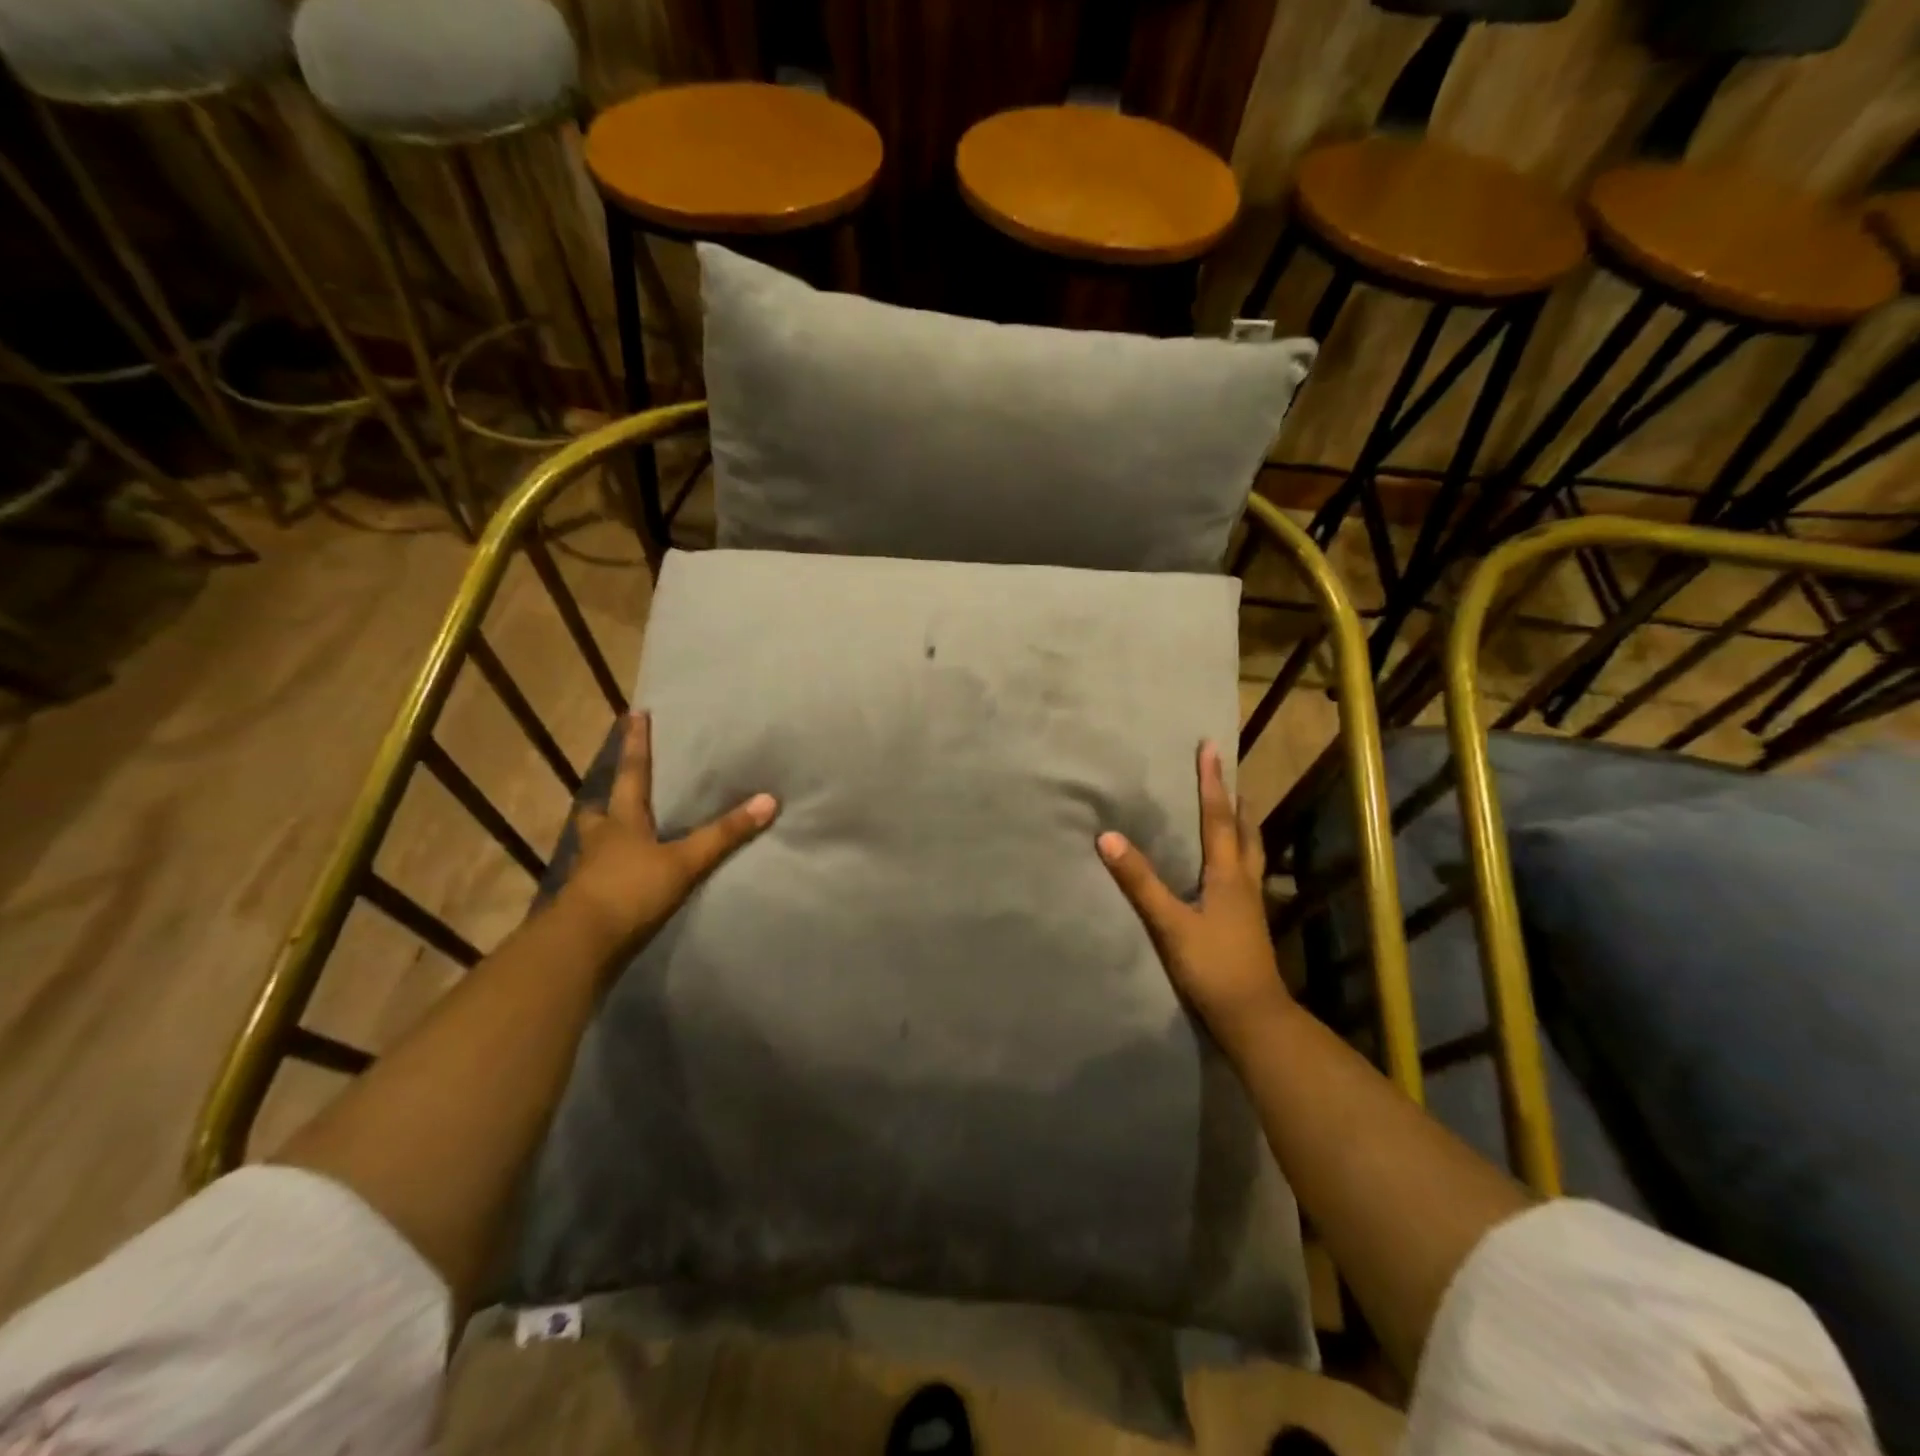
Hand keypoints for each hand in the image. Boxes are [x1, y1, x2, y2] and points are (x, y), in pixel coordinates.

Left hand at [560, 712, 777, 958]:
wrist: (581, 945)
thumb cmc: (630, 891)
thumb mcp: (684, 862)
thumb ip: (724, 835)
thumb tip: (768, 800)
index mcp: (622, 821)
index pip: (632, 773)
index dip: (636, 744)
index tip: (634, 714)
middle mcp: (600, 840)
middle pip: (599, 811)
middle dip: (608, 799)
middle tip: (618, 793)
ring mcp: (589, 871)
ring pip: (594, 844)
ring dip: (606, 836)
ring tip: (624, 837)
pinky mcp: (587, 901)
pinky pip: (598, 876)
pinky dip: (610, 872)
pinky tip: (624, 878)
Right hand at [1097, 741, 1291, 1057]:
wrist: (1253, 1018)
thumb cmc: (1212, 967)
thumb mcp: (1170, 924)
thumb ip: (1140, 882)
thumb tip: (1108, 837)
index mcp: (1227, 875)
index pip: (1218, 818)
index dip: (1212, 782)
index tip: (1210, 748)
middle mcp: (1243, 882)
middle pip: (1244, 831)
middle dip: (1234, 800)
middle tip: (1227, 776)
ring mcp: (1249, 904)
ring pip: (1249, 853)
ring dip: (1241, 826)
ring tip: (1234, 810)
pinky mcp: (1247, 923)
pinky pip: (1244, 874)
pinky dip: (1237, 854)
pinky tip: (1227, 867)